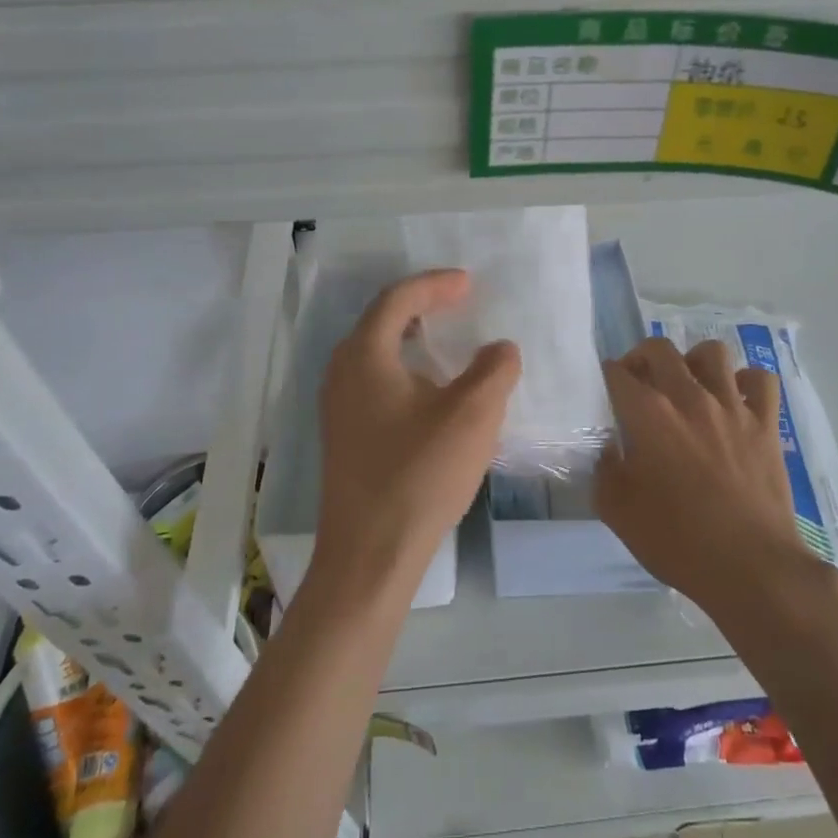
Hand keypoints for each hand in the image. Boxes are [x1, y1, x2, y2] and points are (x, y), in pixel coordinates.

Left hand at [313, 270, 520, 606]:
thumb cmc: (419, 475)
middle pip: (382, 321)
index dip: (435, 285)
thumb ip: (494, 369)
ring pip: (377, 354)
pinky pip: (376, 382)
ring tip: (450, 343)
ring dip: (414, 340)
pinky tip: (433, 393)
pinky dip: (406, 370)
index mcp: (365, 355)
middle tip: (460, 304)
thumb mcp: (472, 415)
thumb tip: (499, 349)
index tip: (469, 283)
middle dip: (423, 307)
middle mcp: (342, 372)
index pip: (398, 299)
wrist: (370, 554)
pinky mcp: (345, 435)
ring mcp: (338, 407)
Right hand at [595, 337, 812, 613]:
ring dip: (694, 361)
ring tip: (688, 384)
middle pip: (659, 349)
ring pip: (712, 352)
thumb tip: (609, 450)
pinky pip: (760, 380)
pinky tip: (735, 400)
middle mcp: (689, 397)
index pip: (616, 373)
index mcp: (648, 414)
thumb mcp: (617, 511)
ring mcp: (732, 407)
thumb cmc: (677, 540)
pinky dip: (746, 382)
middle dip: (641, 357)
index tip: (606, 391)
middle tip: (639, 382)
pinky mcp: (766, 424)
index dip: (606, 377)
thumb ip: (604, 471)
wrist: (749, 566)